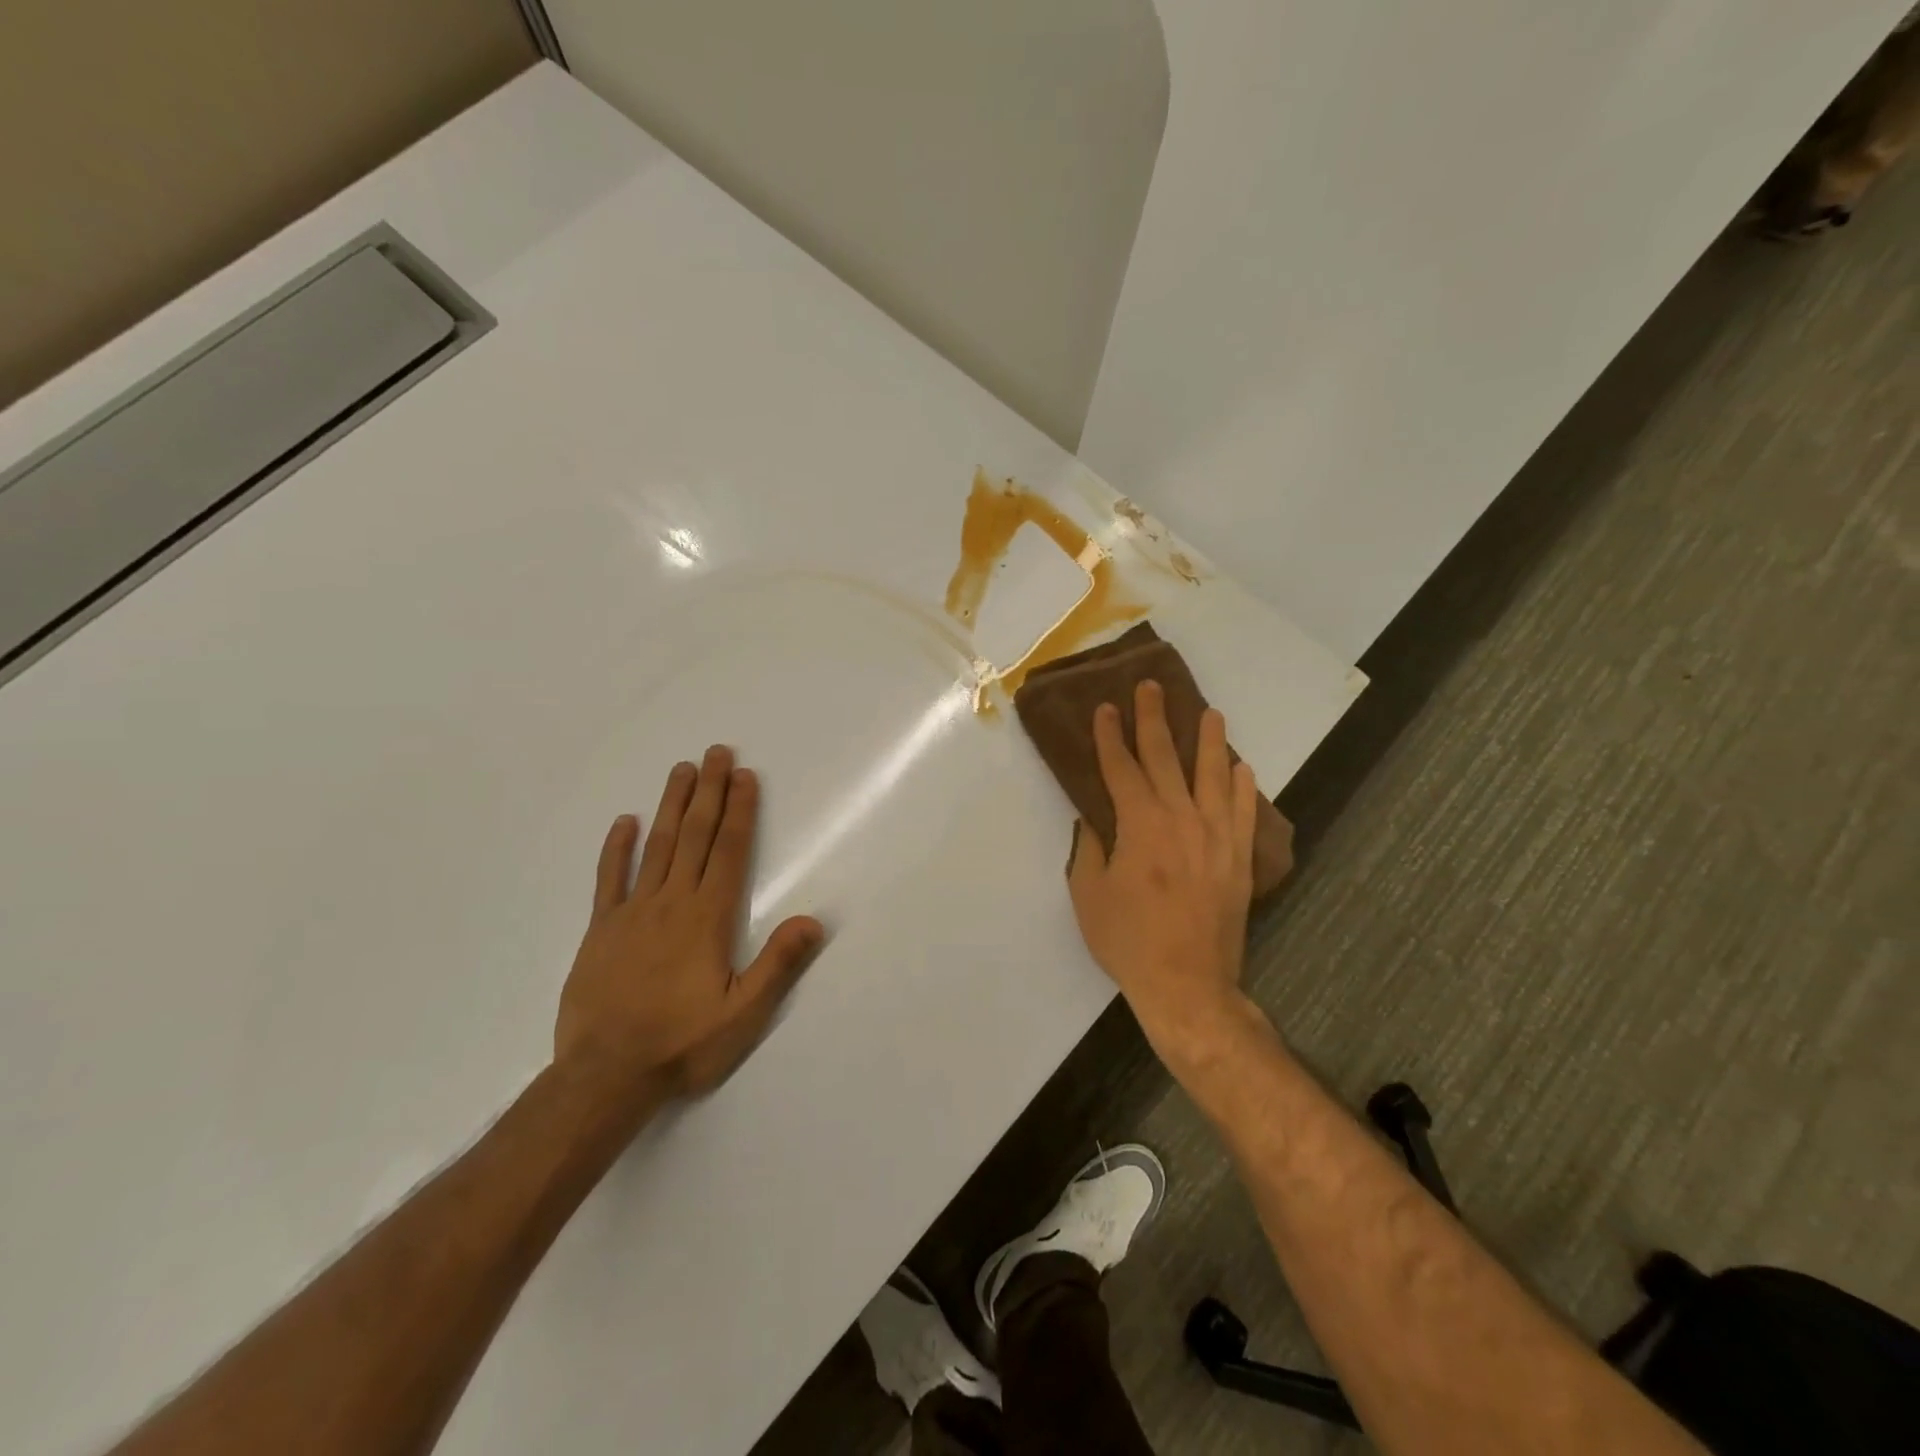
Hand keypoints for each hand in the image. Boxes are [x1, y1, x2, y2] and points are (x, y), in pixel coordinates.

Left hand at [556, 746, 825, 1098]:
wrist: (604, 1076)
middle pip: (694, 835)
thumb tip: (813, 920)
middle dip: (709, 792)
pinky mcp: (601, 930)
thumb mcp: (743, 1014)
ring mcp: (632, 913)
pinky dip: (616, 848)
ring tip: (682, 770)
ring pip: (656, 846)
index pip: (728, 851)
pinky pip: (609, 879)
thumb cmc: (682, 1044)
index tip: (744, 775)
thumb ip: (777, 965)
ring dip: (671, 805)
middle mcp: (671, 903)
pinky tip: (623, 822)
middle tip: (716, 752)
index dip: (739, 811)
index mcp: (707, 918)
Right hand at [1067, 681, 1258, 1063]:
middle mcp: (1180, 819)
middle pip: (1164, 758)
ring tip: (1209, 712)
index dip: (1109, 736)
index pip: (1121, 768)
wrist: (1187, 984)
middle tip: (1150, 687)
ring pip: (1213, 776)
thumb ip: (1091, 848)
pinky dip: (1243, 786)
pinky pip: (1244, 812)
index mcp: (1140, 825)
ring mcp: (1216, 836)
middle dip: (1153, 720)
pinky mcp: (1238, 858)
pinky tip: (1241, 767)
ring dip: (1209, 741)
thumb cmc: (1128, 941)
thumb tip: (1094, 818)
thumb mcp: (1089, 894)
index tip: (1104, 708)